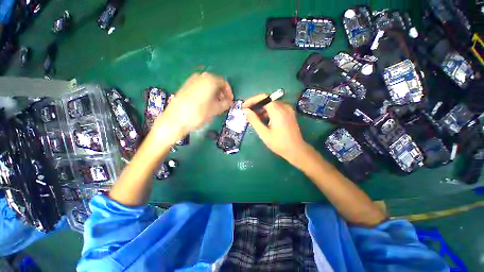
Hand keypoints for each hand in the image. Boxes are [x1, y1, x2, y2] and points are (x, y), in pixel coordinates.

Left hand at [151, 72, 233, 143]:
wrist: (176, 119)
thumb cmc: (199, 113)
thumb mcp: (215, 109)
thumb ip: (226, 104)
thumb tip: (230, 103)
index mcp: (209, 80)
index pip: (223, 82)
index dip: (229, 92)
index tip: (230, 101)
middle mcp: (200, 77)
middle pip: (215, 83)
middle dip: (221, 93)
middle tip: (224, 103)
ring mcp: (191, 81)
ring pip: (207, 86)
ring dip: (214, 94)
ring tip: (216, 105)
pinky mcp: (185, 87)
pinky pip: (200, 88)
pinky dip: (206, 94)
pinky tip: (206, 104)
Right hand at [243, 94, 310, 166]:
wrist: (296, 150)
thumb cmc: (279, 143)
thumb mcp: (264, 133)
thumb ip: (254, 120)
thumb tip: (246, 111)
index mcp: (278, 110)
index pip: (263, 98)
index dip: (252, 101)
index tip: (244, 107)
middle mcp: (284, 107)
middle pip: (267, 100)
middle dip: (256, 106)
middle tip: (247, 113)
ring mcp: (288, 110)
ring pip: (271, 105)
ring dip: (261, 109)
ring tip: (253, 118)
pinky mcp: (289, 114)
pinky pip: (276, 109)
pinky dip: (268, 112)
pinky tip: (262, 120)